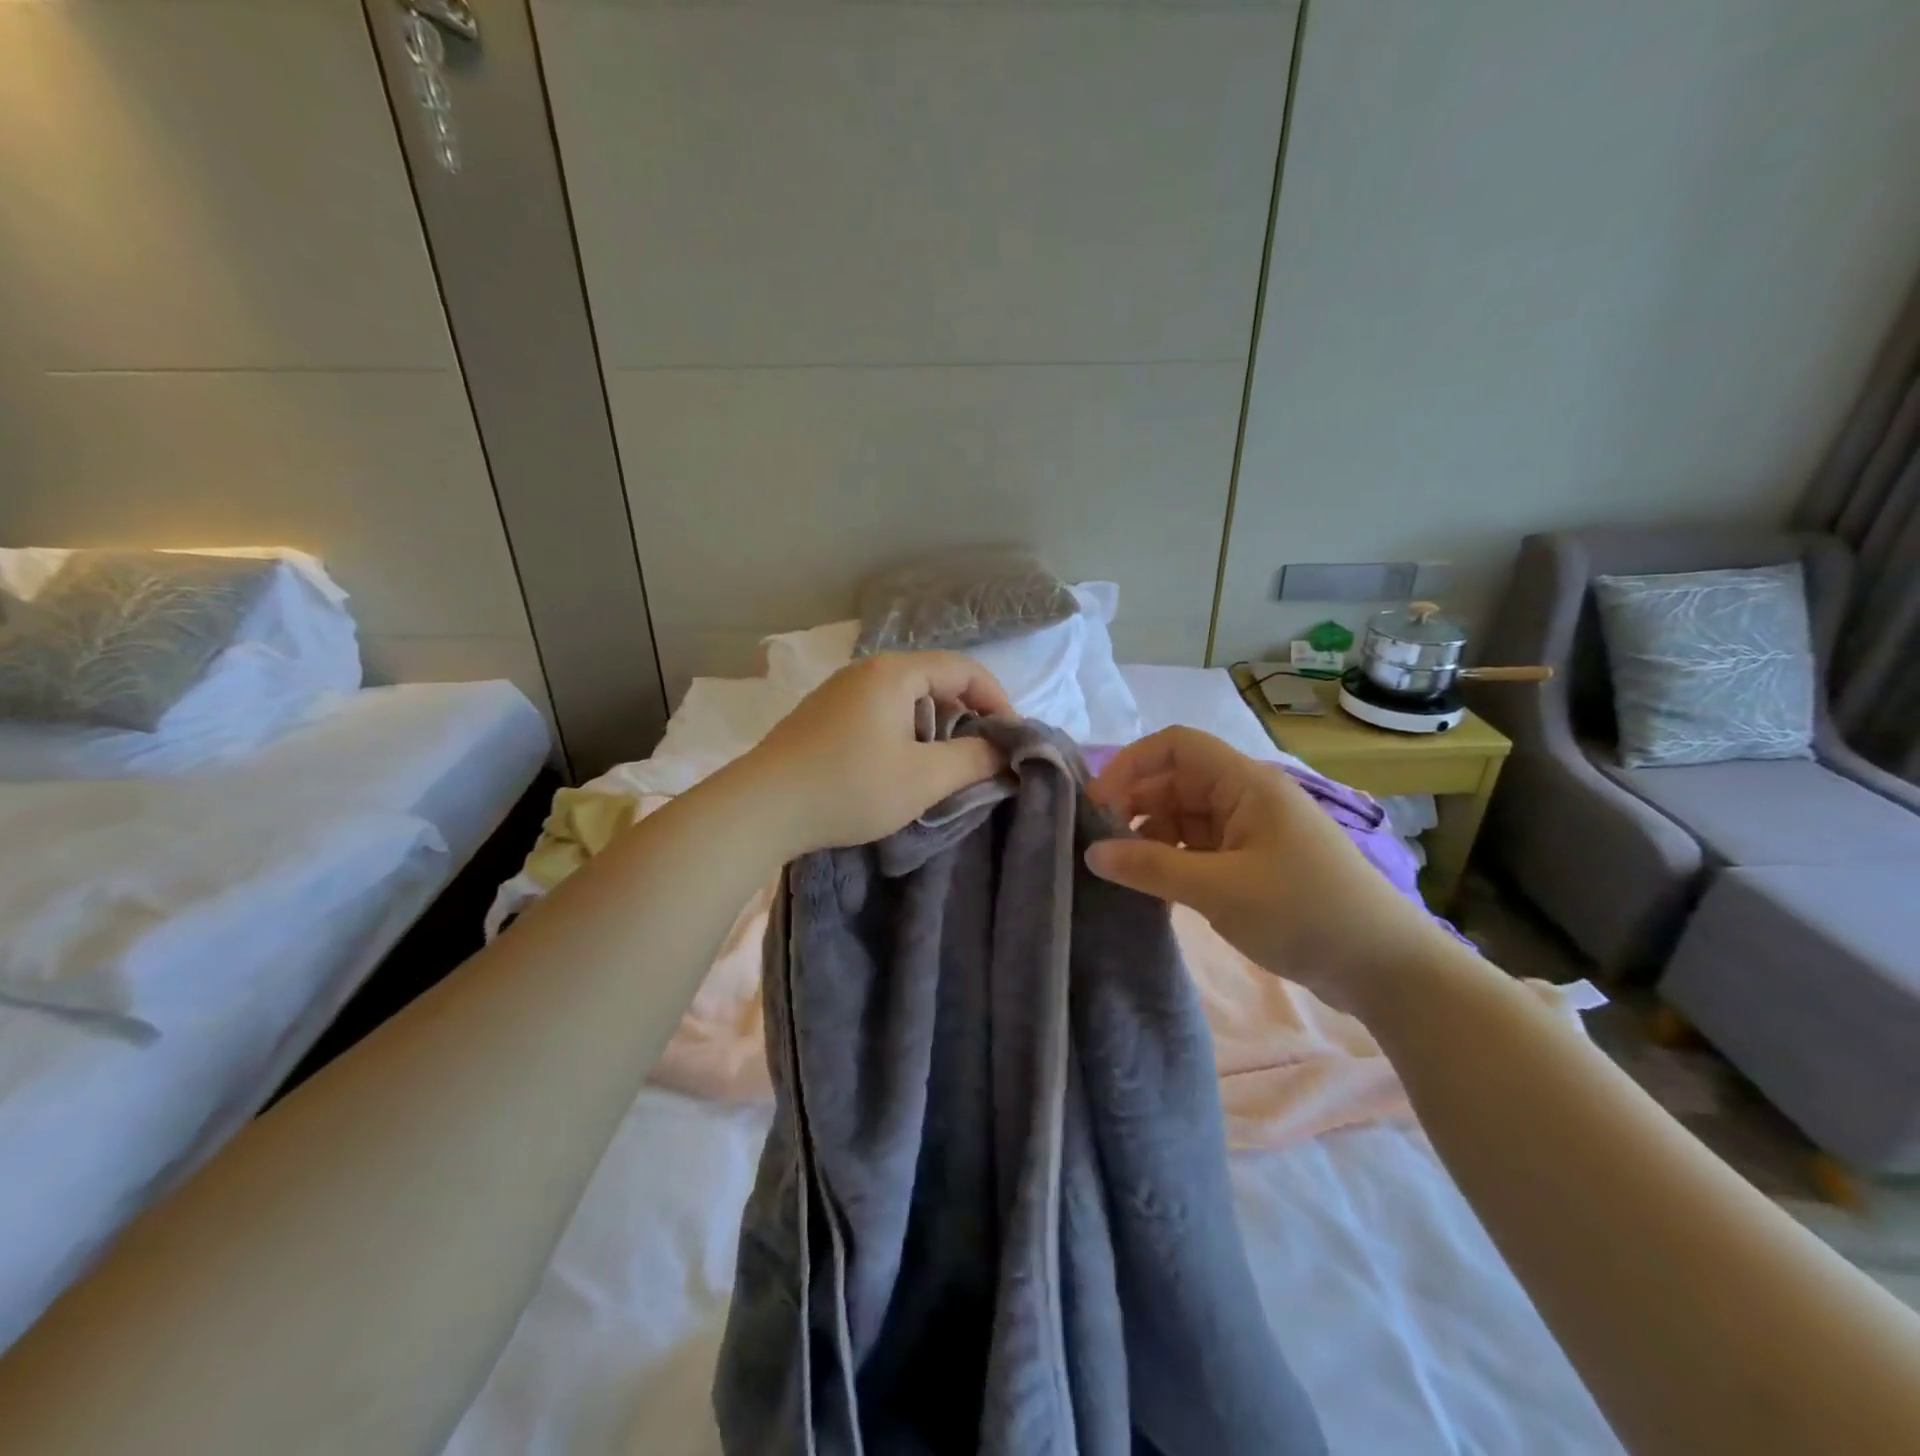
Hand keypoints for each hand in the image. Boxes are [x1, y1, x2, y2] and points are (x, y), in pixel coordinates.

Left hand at [736, 652, 1011, 856]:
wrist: (760, 808)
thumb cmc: (850, 787)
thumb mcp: (924, 778)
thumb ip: (973, 759)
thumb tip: (1003, 750)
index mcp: (894, 673)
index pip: (963, 669)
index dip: (996, 700)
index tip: (1011, 738)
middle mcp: (866, 671)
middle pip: (933, 679)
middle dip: (965, 714)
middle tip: (980, 754)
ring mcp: (838, 692)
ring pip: (904, 698)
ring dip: (933, 726)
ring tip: (942, 765)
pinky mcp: (821, 715)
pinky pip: (878, 712)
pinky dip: (903, 732)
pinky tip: (897, 766)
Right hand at [1084, 727, 1451, 1013]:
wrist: (1386, 968)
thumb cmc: (1304, 912)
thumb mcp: (1219, 889)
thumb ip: (1151, 866)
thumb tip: (1092, 853)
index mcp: (1246, 783)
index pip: (1176, 745)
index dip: (1131, 764)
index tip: (1098, 804)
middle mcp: (1247, 796)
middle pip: (1176, 780)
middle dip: (1135, 804)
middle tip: (1101, 845)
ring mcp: (1252, 830)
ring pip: (1186, 815)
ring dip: (1151, 835)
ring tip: (1124, 869)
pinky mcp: (1255, 862)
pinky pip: (1200, 846)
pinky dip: (1173, 859)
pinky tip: (1154, 885)